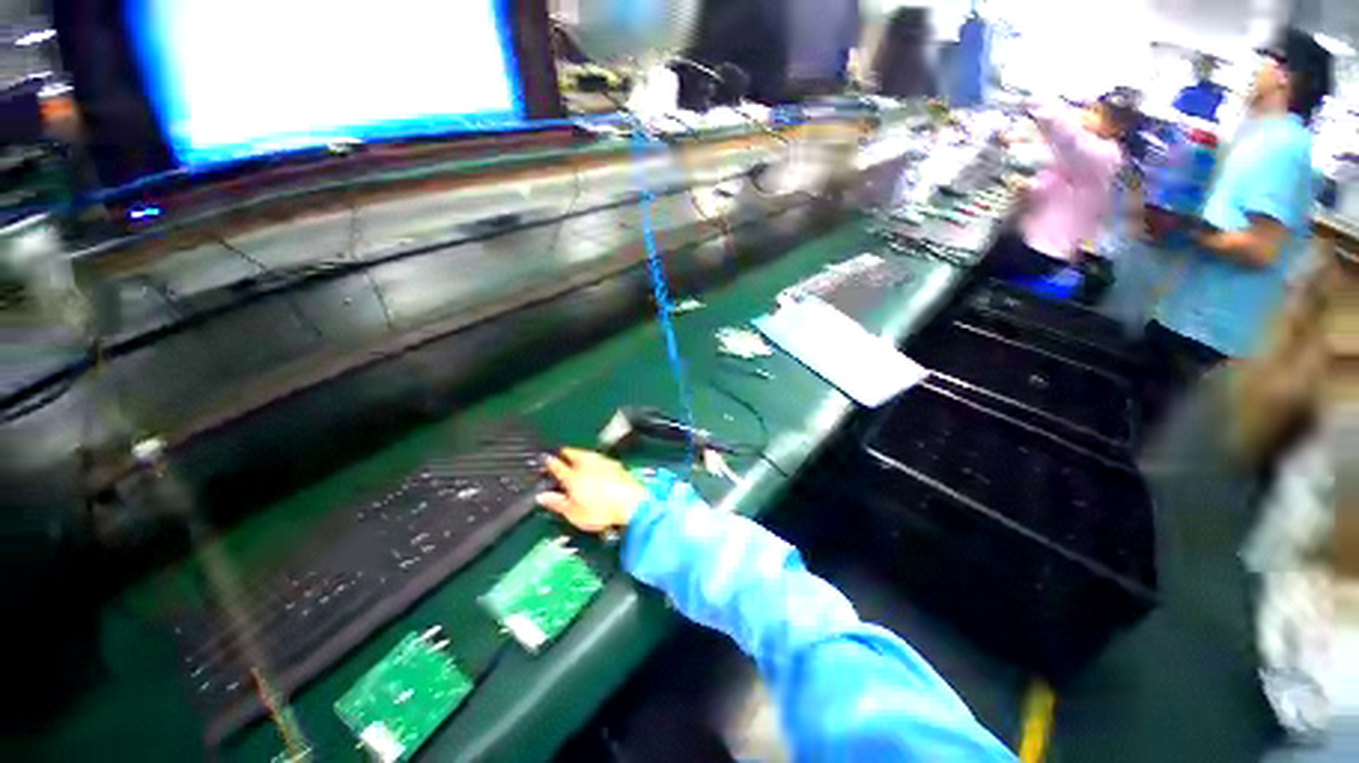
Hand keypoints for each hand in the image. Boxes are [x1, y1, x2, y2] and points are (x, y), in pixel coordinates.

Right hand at [537, 448, 645, 532]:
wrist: (631, 503)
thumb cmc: (600, 511)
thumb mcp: (574, 513)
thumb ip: (558, 503)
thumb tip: (541, 496)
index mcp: (573, 477)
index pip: (558, 466)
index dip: (550, 462)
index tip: (545, 458)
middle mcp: (587, 465)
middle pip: (574, 454)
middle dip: (567, 452)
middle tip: (562, 451)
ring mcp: (603, 463)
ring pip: (588, 453)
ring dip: (582, 453)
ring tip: (578, 454)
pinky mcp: (617, 465)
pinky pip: (601, 458)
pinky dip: (595, 458)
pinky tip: (596, 461)